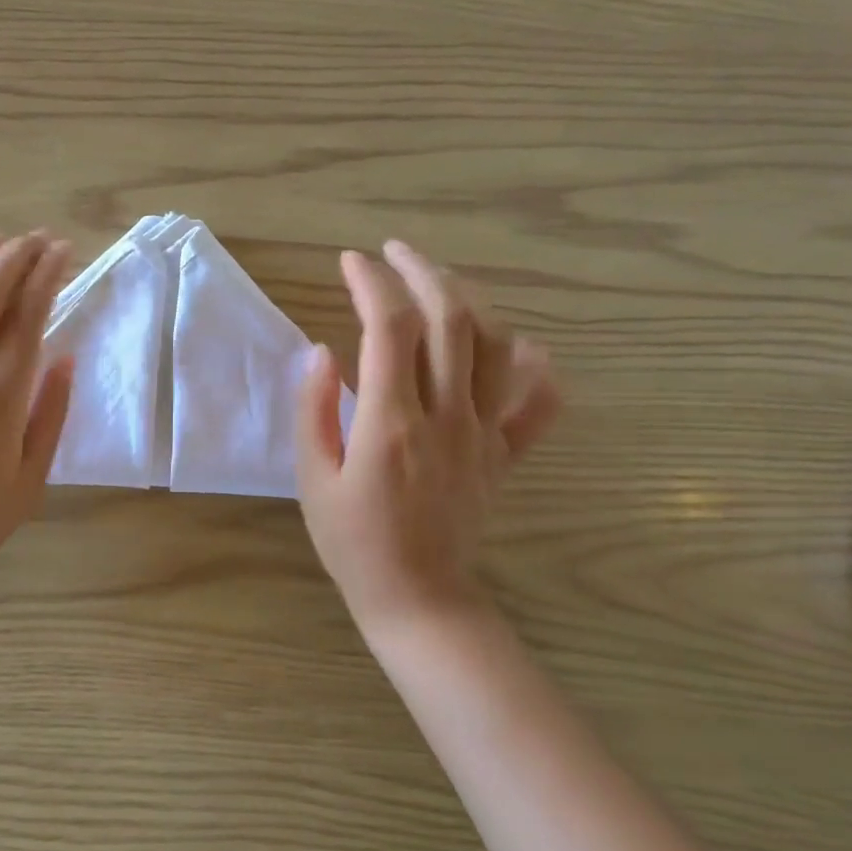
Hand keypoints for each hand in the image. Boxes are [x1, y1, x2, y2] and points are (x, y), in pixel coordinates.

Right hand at [295, 240, 559, 643]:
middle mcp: (446, 417)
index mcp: (392, 423)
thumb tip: (322, 352)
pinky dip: (537, 369)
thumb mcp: (313, 478)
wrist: (417, 599)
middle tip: (394, 251)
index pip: (390, 329)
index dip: (372, 284)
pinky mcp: (504, 456)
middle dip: (422, 272)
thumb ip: (315, 411)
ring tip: (440, 280)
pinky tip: (522, 348)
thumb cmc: (352, 542)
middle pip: (450, 320)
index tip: (350, 262)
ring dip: (469, 300)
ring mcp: (484, 435)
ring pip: (493, 347)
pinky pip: (538, 406)